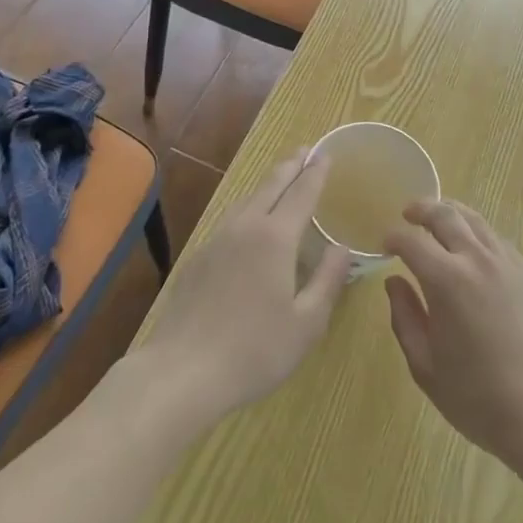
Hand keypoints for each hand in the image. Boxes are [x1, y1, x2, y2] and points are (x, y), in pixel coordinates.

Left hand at [132, 152, 348, 430]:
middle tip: (305, 150)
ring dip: (268, 184)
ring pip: (247, 200)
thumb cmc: (254, 350)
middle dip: (290, 166)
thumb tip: (342, 247)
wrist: (180, 372)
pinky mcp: (198, 258)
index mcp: (275, 238)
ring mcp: (216, 240)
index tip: (325, 154)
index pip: (301, 193)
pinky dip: (249, 207)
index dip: (315, 173)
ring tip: (280, 178)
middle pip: (271, 186)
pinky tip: (249, 221)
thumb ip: (327, 280)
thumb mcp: (306, 323)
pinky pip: (230, 219)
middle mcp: (245, 227)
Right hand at [383, 200, 522, 462]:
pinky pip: (496, 238)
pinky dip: (477, 231)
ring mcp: (506, 263)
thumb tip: (394, 282)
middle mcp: (476, 260)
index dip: (393, 237)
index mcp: (446, 281)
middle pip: (445, 215)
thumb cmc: (476, 396)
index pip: (412, 241)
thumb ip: (405, 317)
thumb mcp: (425, 365)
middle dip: (422, 209)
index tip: (385, 244)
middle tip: (408, 213)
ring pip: (475, 220)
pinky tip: (471, 245)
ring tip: (438, 218)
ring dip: (451, 212)